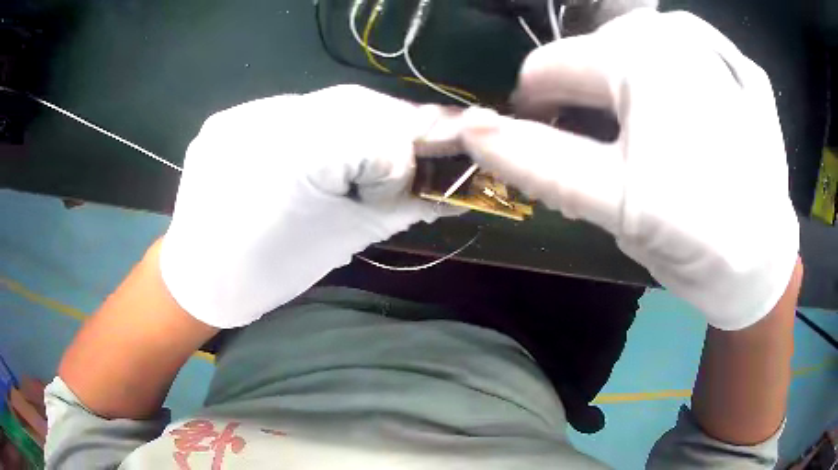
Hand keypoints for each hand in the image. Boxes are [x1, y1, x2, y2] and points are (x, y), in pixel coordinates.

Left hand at [160, 85, 451, 327]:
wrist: (198, 277)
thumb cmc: (269, 274)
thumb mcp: (343, 241)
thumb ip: (403, 205)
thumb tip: (451, 187)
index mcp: (296, 159)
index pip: (381, 134)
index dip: (404, 163)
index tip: (403, 193)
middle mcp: (264, 119)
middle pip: (357, 105)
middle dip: (393, 130)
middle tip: (403, 161)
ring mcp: (242, 113)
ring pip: (325, 103)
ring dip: (357, 126)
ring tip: (359, 160)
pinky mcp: (229, 117)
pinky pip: (291, 111)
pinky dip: (318, 127)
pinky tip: (314, 155)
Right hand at [450, 10, 798, 329]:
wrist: (765, 266)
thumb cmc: (698, 247)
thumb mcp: (615, 206)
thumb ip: (540, 161)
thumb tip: (472, 130)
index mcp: (640, 62)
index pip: (547, 66)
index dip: (533, 106)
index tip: (543, 139)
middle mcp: (675, 33)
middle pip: (591, 51)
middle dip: (586, 96)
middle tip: (609, 148)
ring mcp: (714, 43)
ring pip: (635, 43)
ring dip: (628, 81)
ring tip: (650, 131)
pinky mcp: (741, 64)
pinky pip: (685, 47)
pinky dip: (672, 72)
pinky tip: (689, 109)